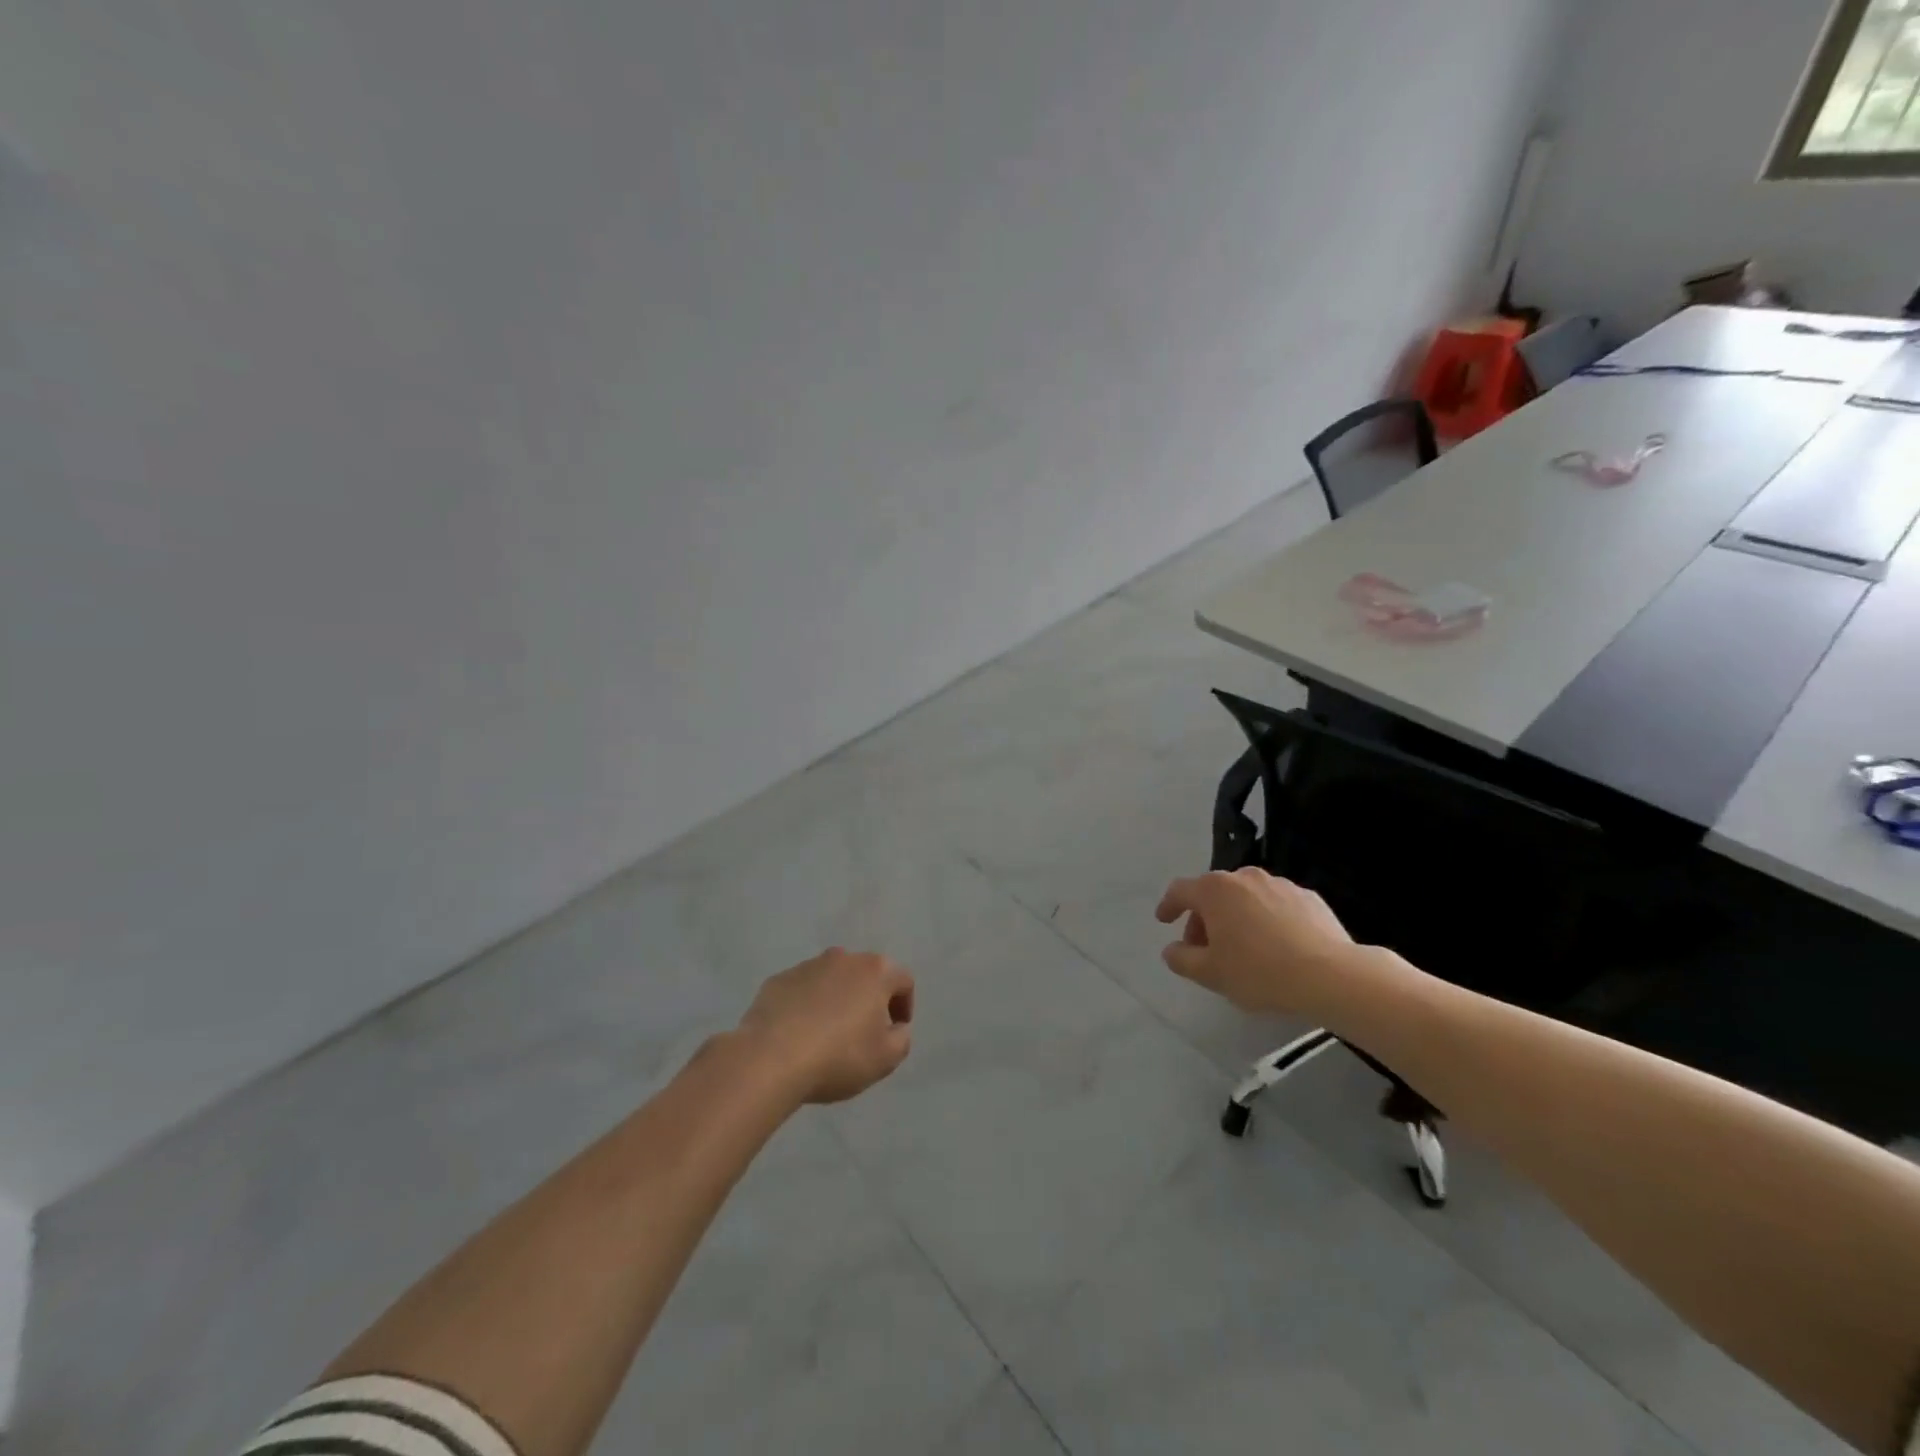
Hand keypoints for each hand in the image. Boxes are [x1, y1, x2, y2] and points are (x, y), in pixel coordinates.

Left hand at [737, 948, 915, 1104]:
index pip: (903, 981)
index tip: (895, 1031)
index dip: (904, 1006)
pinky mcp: (778, 980)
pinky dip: (806, 1006)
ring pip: (832, 980)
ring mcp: (807, 966)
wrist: (770, 1059)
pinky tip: (799, 1034)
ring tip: (828, 1034)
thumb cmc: (838, 1056)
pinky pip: (802, 991)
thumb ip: (901, 1038)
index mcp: (875, 971)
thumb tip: (895, 1027)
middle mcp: (843, 958)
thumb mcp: (886, 1058)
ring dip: (837, 1000)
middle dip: (869, 999)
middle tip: (864, 1032)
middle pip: (866, 975)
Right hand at [1155, 868, 1357, 1016]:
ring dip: (1237, 917)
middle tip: (1205, 948)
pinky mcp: (1309, 898)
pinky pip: (1276, 905)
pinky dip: (1268, 920)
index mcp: (1214, 890)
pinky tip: (1276, 946)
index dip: (1168, 905)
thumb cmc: (1260, 972)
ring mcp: (1279, 884)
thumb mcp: (1210, 974)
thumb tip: (1172, 950)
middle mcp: (1244, 877)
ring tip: (1243, 948)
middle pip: (1214, 893)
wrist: (1331, 976)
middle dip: (1204, 918)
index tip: (1164, 920)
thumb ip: (1182, 960)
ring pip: (1246, 898)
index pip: (1180, 891)